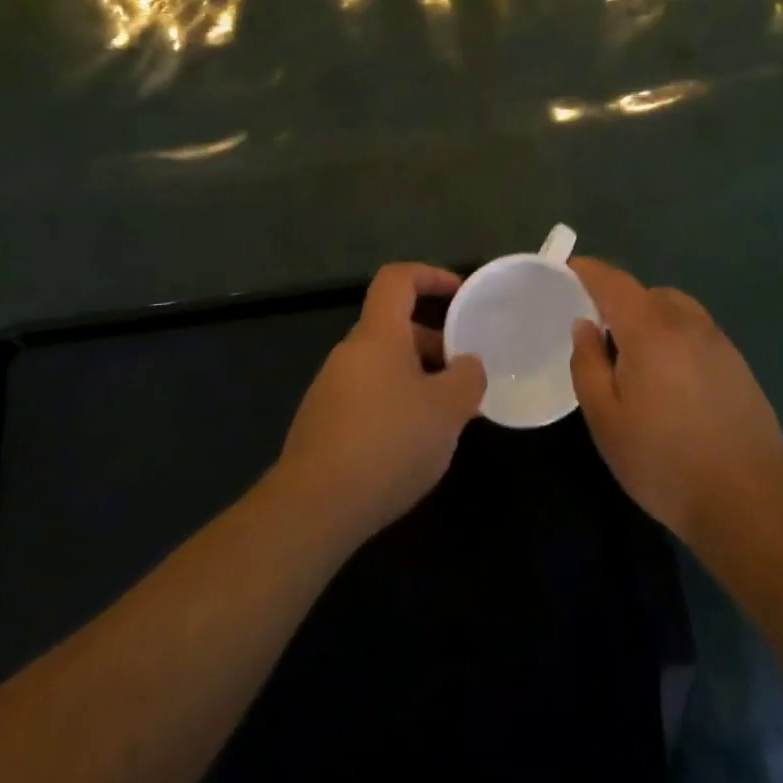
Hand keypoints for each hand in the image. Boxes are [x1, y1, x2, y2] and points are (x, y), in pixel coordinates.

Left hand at [278, 263, 487, 546]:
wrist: (314, 507)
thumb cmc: (388, 442)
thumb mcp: (447, 410)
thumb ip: (468, 379)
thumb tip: (468, 365)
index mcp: (378, 335)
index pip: (398, 279)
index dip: (430, 275)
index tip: (460, 293)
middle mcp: (350, 353)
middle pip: (394, 328)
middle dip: (434, 343)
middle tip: (465, 373)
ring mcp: (331, 389)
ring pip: (383, 367)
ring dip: (417, 379)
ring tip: (447, 416)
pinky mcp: (323, 424)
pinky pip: (368, 398)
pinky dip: (396, 406)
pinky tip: (413, 445)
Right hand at [568, 257, 782, 544]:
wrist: (748, 501)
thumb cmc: (663, 461)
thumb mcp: (605, 418)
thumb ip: (587, 364)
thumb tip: (585, 325)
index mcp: (650, 330)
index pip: (614, 282)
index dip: (589, 271)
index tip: (568, 270)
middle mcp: (688, 324)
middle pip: (647, 293)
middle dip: (620, 301)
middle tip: (599, 333)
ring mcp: (719, 343)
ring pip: (676, 310)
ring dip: (650, 318)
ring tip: (636, 358)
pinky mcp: (738, 365)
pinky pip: (697, 333)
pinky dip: (675, 337)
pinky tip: (671, 380)